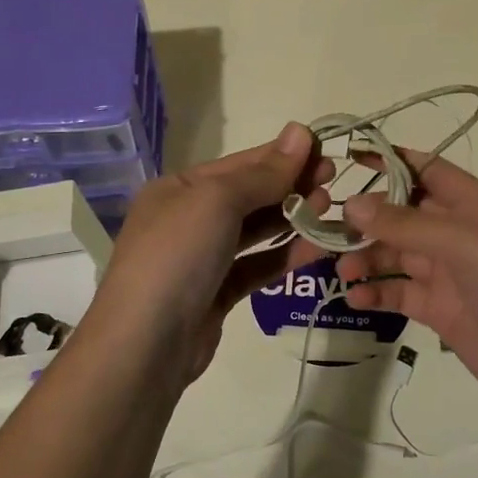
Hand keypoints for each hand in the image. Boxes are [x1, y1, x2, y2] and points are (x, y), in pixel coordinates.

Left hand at [80, 123, 334, 388]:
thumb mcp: (217, 201)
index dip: (282, 155)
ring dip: (292, 218)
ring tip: (329, 209)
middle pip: (248, 195)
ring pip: (254, 232)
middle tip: (333, 181)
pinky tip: (317, 248)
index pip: (239, 164)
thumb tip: (301, 132)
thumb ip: (263, 173)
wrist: (144, 345)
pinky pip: (257, 267)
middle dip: (290, 185)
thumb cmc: (177, 256)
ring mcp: (202, 259)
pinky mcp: (216, 295)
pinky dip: (285, 256)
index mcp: (178, 189)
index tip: (325, 150)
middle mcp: (188, 219)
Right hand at [336, 151, 477, 440]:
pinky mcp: (443, 312)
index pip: (427, 169)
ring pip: (397, 254)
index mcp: (477, 205)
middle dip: (367, 217)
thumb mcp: (469, 246)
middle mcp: (462, 234)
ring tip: (340, 269)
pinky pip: (401, 293)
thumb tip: (353, 204)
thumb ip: (409, 224)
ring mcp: (452, 275)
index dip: (389, 161)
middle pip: (403, 213)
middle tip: (325, 229)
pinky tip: (355, 297)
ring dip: (367, 257)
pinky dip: (377, 292)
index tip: (346, 159)